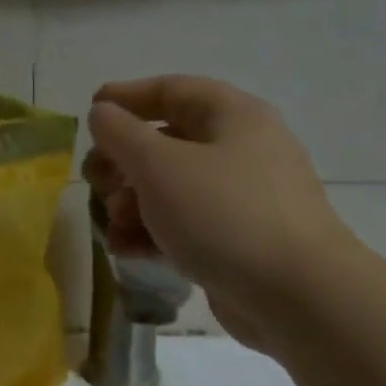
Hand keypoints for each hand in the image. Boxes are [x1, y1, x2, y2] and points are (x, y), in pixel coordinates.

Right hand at [84, 77, 355, 349]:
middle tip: (96, 181)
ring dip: (133, 203)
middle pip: (168, 142)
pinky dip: (154, 233)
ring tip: (112, 225)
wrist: (295, 294)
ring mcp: (242, 199)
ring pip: (172, 189)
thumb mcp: (160, 166)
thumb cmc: (223, 215)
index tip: (91, 110)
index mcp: (233, 117)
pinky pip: (186, 225)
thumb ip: (122, 135)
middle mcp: (241, 150)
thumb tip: (102, 114)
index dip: (128, 97)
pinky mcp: (237, 241)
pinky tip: (128, 251)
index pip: (173, 90)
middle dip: (124, 161)